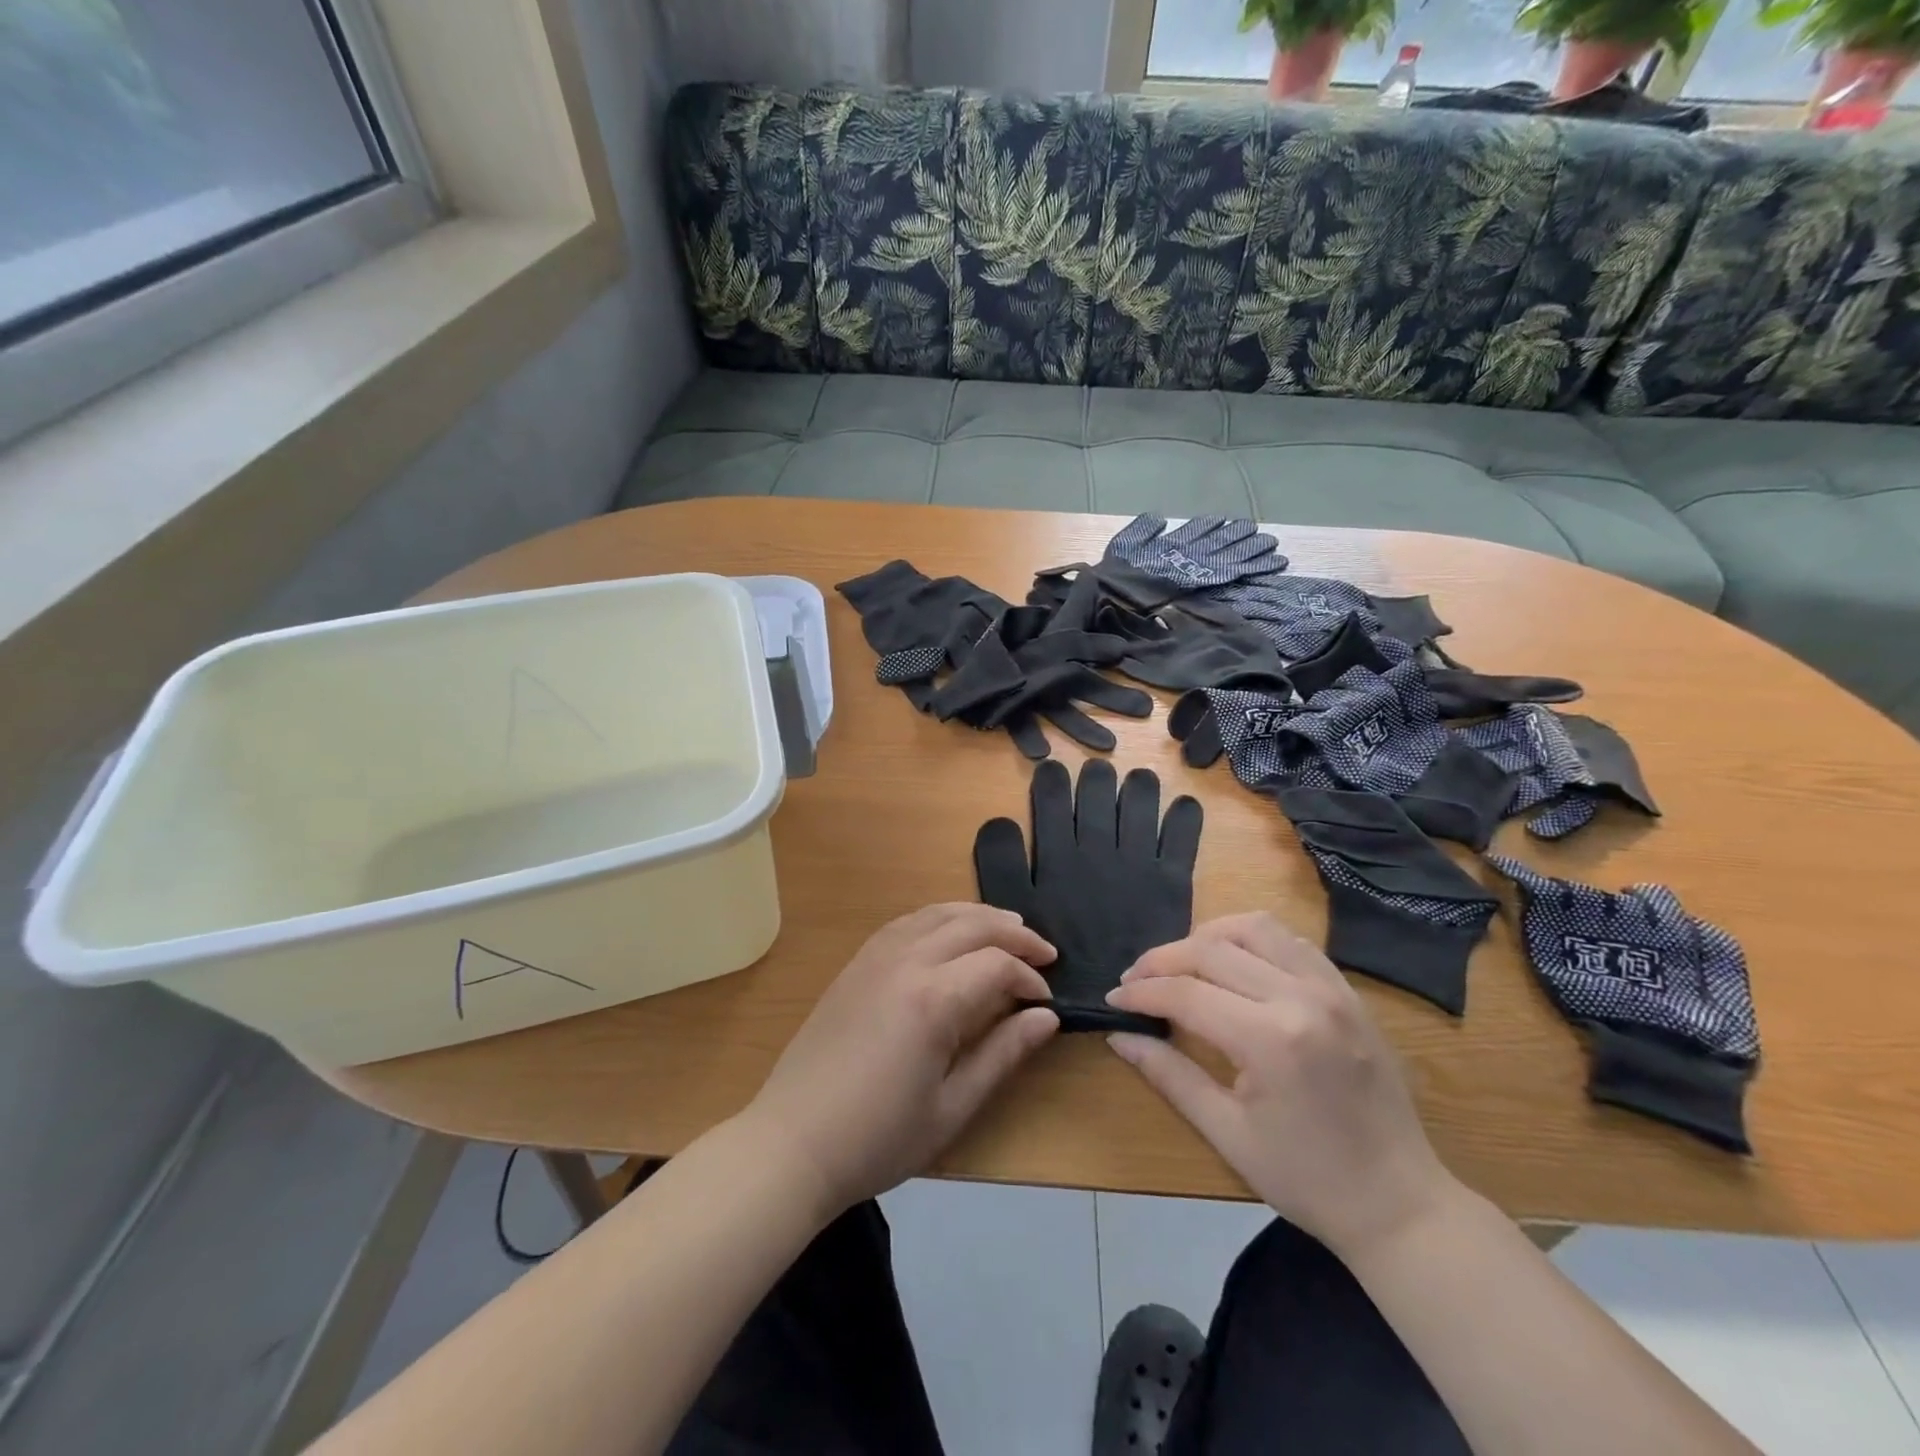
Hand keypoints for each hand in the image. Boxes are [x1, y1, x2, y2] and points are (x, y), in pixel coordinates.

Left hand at [741, 904, 1059, 1215]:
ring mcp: (875, 957)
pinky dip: (938, 917)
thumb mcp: (952, 1107)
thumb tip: (1046, 1018)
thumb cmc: (878, 1138)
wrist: (793, 1142)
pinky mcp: (856, 963)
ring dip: (977, 915)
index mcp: (933, 999)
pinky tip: (949, 933)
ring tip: (1007, 927)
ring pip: (936, 913)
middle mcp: (905, 962)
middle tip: (1043, 952)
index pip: (997, 965)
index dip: (1029, 979)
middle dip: (1014, 933)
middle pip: (971, 925)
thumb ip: (1003, 1055)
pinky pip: (905, 922)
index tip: (1046, 1002)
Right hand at [1105, 912, 1456, 1258]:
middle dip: (1163, 959)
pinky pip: (1291, 940)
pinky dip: (1252, 939)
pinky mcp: (1348, 991)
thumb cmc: (1307, 1179)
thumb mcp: (1227, 1133)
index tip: (1113, 999)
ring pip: (1253, 927)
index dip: (1141, 991)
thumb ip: (1169, 1075)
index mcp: (1271, 1040)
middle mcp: (1302, 998)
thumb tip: (1119, 1036)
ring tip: (1182, 963)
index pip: (1186, 993)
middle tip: (1135, 979)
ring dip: (1207, 936)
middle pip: (1212, 949)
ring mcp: (1332, 989)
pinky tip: (1233, 962)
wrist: (1401, 1204)